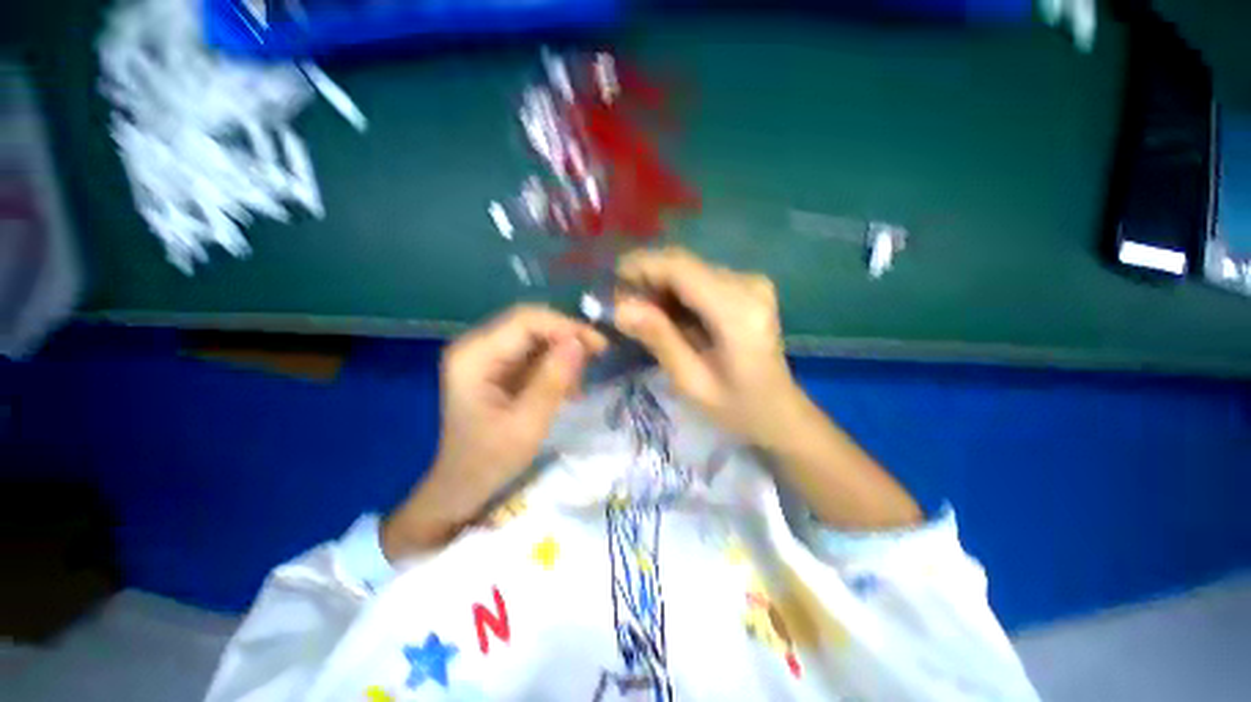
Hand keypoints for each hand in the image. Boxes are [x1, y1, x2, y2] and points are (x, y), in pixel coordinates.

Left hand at [383, 305, 605, 558]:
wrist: (463, 485)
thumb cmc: (490, 460)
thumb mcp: (528, 424)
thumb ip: (553, 381)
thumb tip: (579, 342)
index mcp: (474, 357)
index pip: (525, 321)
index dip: (565, 326)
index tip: (598, 346)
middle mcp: (476, 346)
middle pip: (530, 322)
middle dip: (568, 336)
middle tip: (598, 355)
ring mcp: (486, 354)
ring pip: (535, 334)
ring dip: (563, 351)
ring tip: (579, 381)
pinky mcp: (496, 365)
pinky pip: (533, 351)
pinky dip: (555, 363)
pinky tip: (567, 386)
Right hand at [615, 248, 920, 529]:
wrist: (780, 411)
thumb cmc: (737, 407)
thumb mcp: (691, 381)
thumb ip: (659, 339)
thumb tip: (620, 307)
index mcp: (737, 310)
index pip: (681, 268)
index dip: (642, 266)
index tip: (611, 281)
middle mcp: (748, 284)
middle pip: (684, 264)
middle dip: (647, 277)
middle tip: (621, 305)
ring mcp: (751, 283)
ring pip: (689, 269)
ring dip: (659, 285)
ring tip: (639, 313)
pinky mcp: (747, 287)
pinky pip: (700, 279)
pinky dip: (676, 292)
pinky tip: (665, 314)